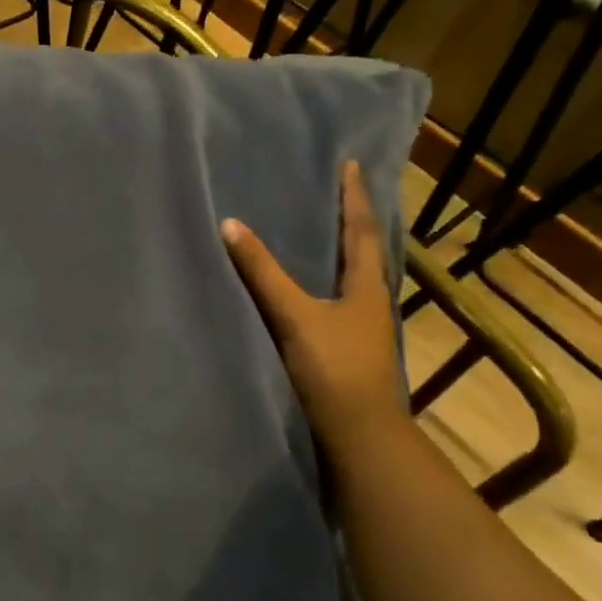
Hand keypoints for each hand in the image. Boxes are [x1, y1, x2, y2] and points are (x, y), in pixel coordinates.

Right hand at [221, 160, 407, 452]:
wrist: (359, 435)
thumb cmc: (333, 369)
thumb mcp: (294, 316)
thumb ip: (262, 273)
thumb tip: (230, 226)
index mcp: (366, 287)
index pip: (360, 230)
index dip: (354, 196)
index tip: (351, 164)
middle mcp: (370, 301)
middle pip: (364, 250)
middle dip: (352, 219)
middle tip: (338, 190)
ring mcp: (362, 326)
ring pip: (354, 276)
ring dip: (343, 249)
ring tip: (324, 229)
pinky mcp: (348, 347)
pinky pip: (340, 299)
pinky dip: (329, 279)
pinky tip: (314, 285)